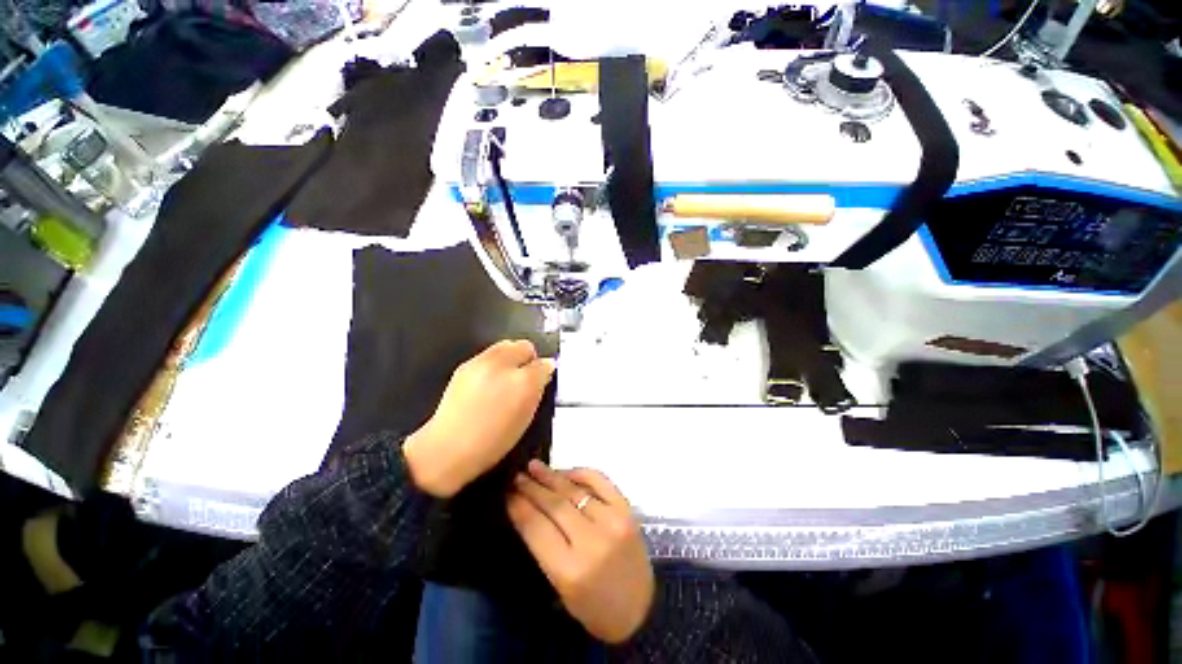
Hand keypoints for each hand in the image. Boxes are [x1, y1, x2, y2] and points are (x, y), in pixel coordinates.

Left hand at [404, 340, 554, 497]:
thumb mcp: (526, 418)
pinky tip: (489, 381)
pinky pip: (489, 354)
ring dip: (512, 356)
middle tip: (526, 375)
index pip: (544, 364)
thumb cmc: (493, 441)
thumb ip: (537, 390)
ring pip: (506, 345)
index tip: (542, 379)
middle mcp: (504, 366)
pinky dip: (495, 362)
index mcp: (524, 382)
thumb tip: (543, 372)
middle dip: (529, 357)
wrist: (449, 448)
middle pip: (525, 346)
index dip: (544, 371)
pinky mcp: (465, 365)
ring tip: (506, 376)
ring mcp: (482, 363)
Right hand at [507, 460, 653, 643]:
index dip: (519, 507)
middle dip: (532, 488)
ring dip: (552, 476)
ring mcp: (613, 521)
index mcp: (571, 570)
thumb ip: (544, 547)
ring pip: (574, 491)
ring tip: (534, 466)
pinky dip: (581, 473)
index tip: (507, 493)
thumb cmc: (593, 606)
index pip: (537, 528)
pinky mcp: (627, 510)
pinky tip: (565, 471)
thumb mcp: (560, 588)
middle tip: (516, 476)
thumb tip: (527, 508)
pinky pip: (600, 481)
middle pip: (554, 505)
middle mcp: (592, 541)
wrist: (641, 609)